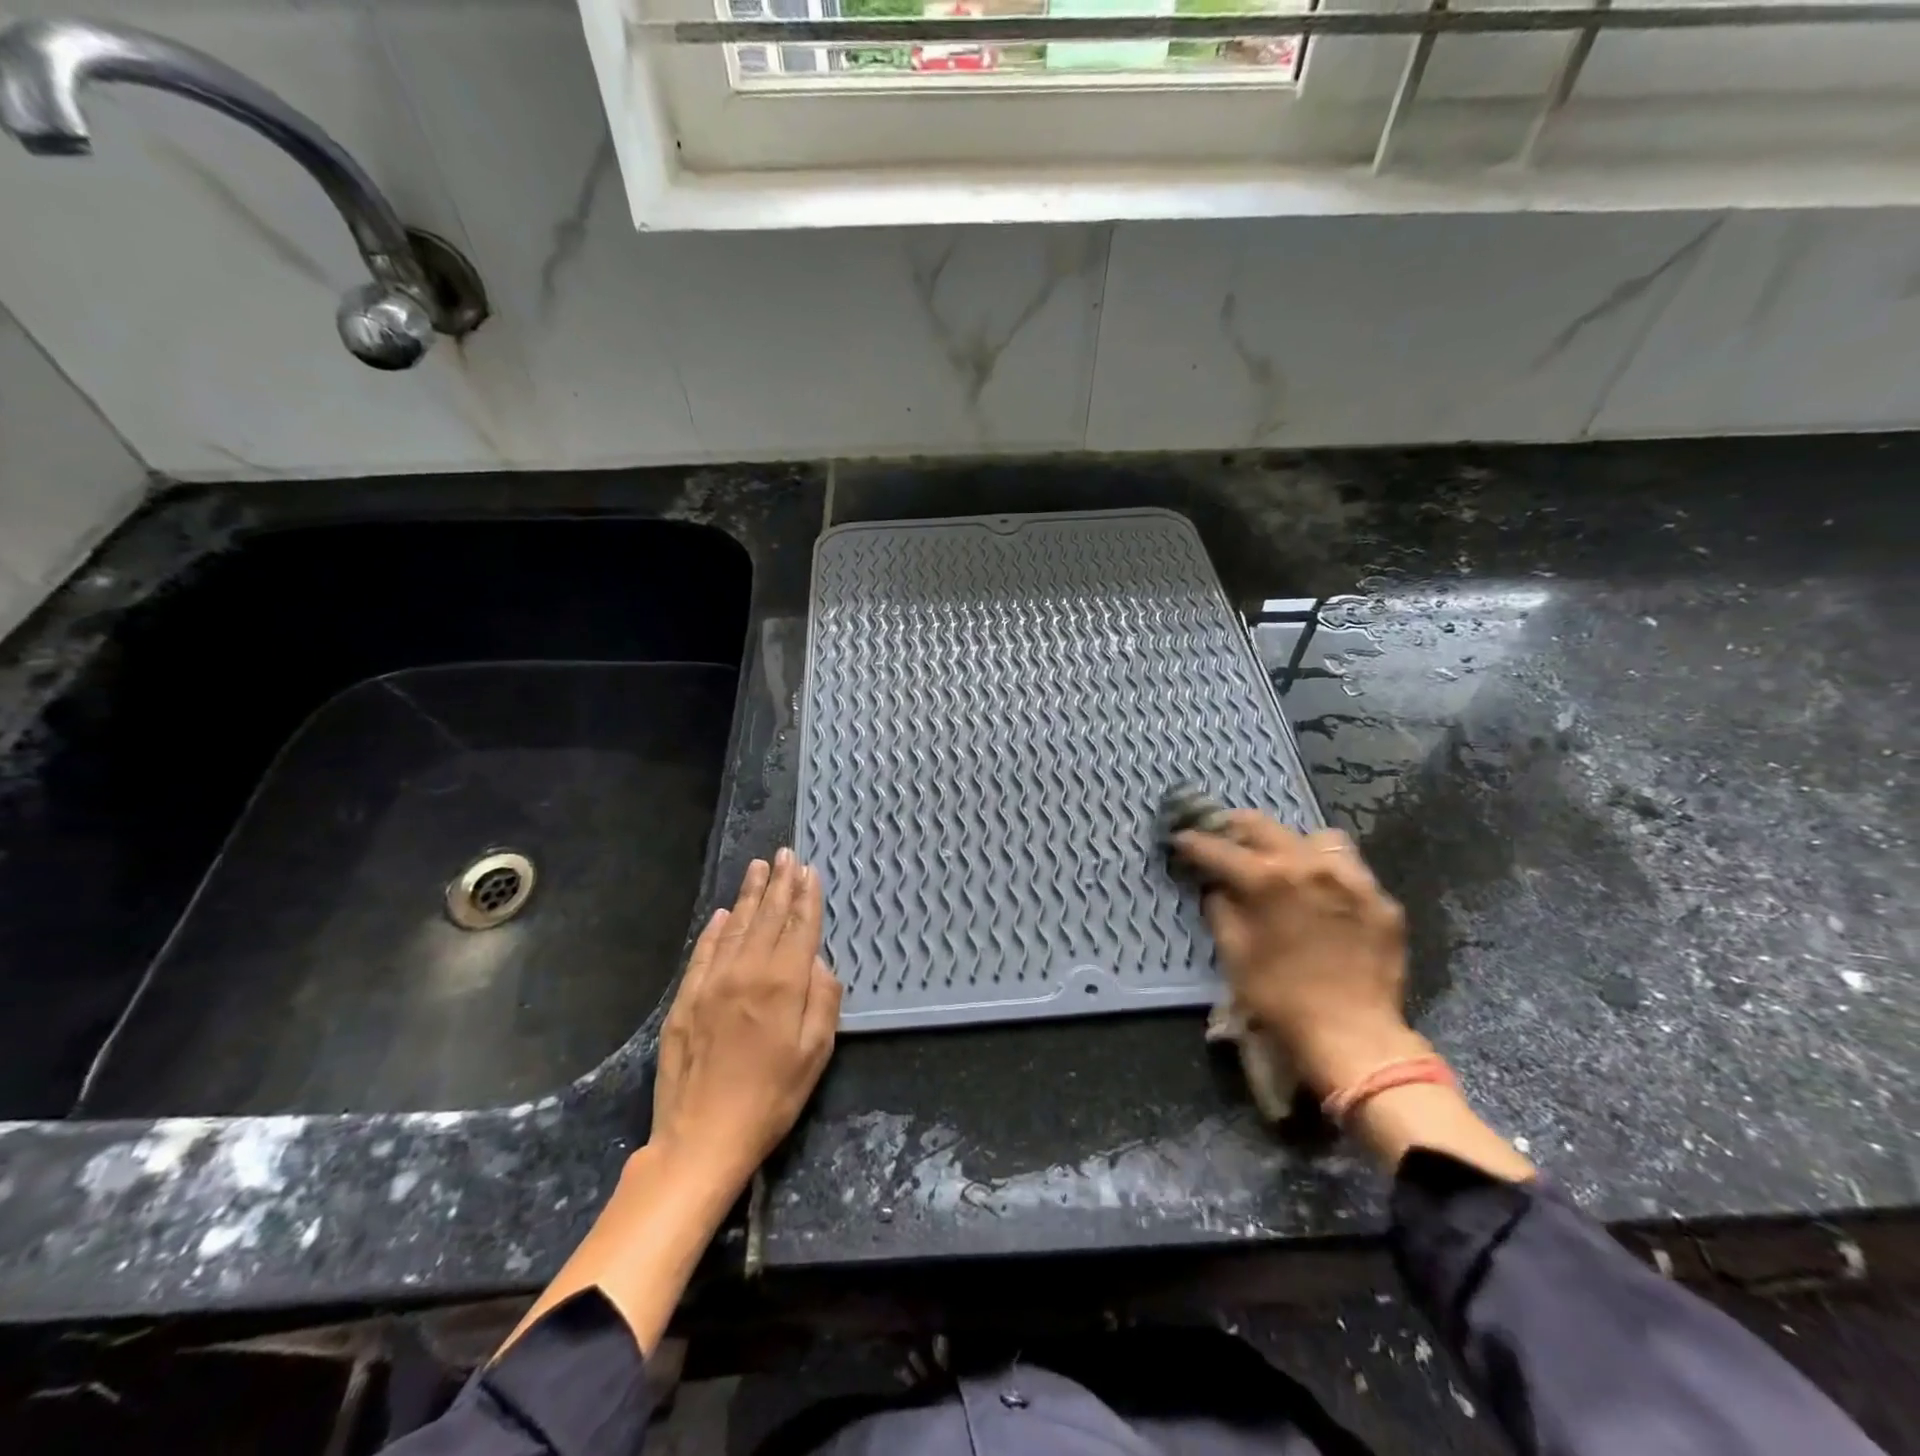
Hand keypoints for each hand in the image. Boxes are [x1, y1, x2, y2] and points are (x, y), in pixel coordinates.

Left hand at [650, 849, 842, 1196]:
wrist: (701, 1137)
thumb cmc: (771, 1098)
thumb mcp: (815, 1055)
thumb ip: (823, 1001)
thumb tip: (820, 962)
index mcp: (783, 984)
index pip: (799, 927)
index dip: (807, 897)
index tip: (809, 870)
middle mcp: (747, 971)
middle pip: (768, 917)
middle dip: (780, 883)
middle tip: (785, 853)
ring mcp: (712, 982)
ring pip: (736, 926)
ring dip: (750, 895)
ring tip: (759, 868)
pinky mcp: (686, 998)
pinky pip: (704, 951)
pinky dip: (716, 928)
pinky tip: (724, 913)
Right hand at [1174, 812, 1424, 1094]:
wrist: (1353, 1037)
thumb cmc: (1280, 998)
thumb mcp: (1234, 952)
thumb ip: (1220, 907)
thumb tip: (1216, 885)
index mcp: (1268, 879)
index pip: (1219, 848)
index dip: (1193, 842)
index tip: (1180, 839)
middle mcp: (1311, 866)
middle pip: (1264, 826)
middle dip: (1235, 828)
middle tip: (1221, 836)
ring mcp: (1352, 880)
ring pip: (1317, 838)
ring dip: (1293, 844)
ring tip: (1283, 863)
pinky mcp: (1381, 901)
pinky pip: (1351, 870)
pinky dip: (1330, 875)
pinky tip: (1322, 897)